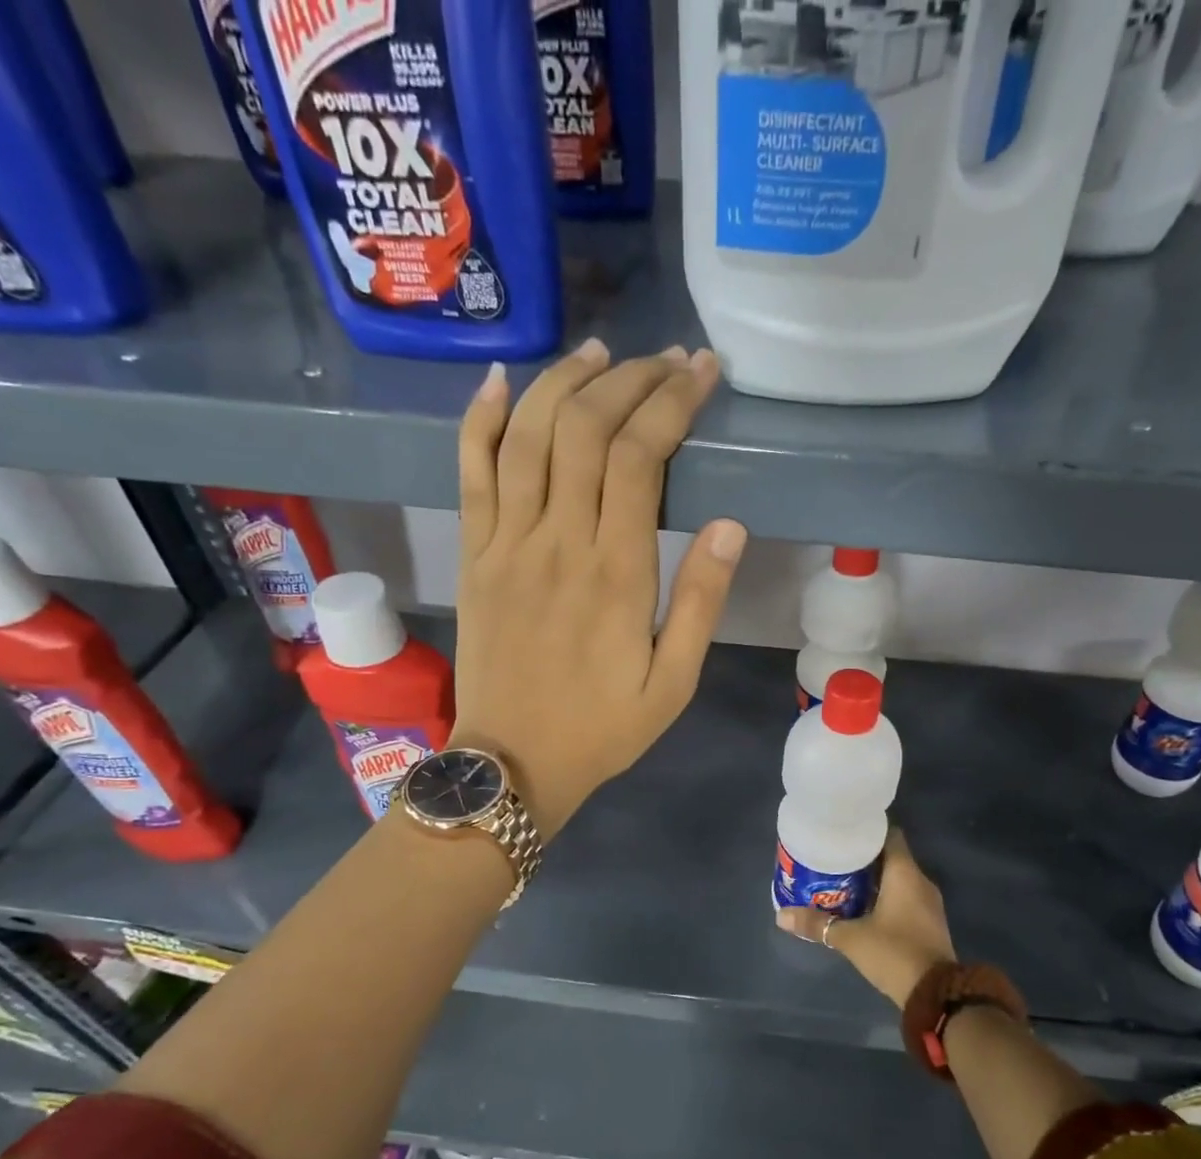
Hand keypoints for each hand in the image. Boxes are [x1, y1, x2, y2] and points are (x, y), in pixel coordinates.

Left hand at [452, 340, 746, 840]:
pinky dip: (482, 419)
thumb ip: (699, 604)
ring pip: (528, 436)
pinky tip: (503, 380)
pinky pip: (469, 472)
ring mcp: (504, 544)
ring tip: (600, 353)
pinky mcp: (472, 554)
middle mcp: (556, 543)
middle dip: (629, 379)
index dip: (671, 402)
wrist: (510, 763)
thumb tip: (730, 526)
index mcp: (615, 574)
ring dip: (564, 381)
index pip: (639, 458)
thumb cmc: (600, 729)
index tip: (700, 373)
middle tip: (664, 360)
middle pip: (585, 429)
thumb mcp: (672, 684)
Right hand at [776, 829, 954, 1008]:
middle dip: (863, 857)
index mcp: (905, 873)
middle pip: (890, 857)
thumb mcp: (851, 938)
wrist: (936, 995)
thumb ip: (817, 924)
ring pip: (897, 879)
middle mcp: (920, 881)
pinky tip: (860, 907)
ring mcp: (928, 904)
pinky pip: (904, 898)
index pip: (889, 834)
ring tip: (840, 881)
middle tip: (833, 857)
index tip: (843, 831)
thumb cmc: (894, 953)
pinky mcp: (928, 923)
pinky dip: (884, 897)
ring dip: (872, 880)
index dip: (867, 830)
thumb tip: (781, 916)